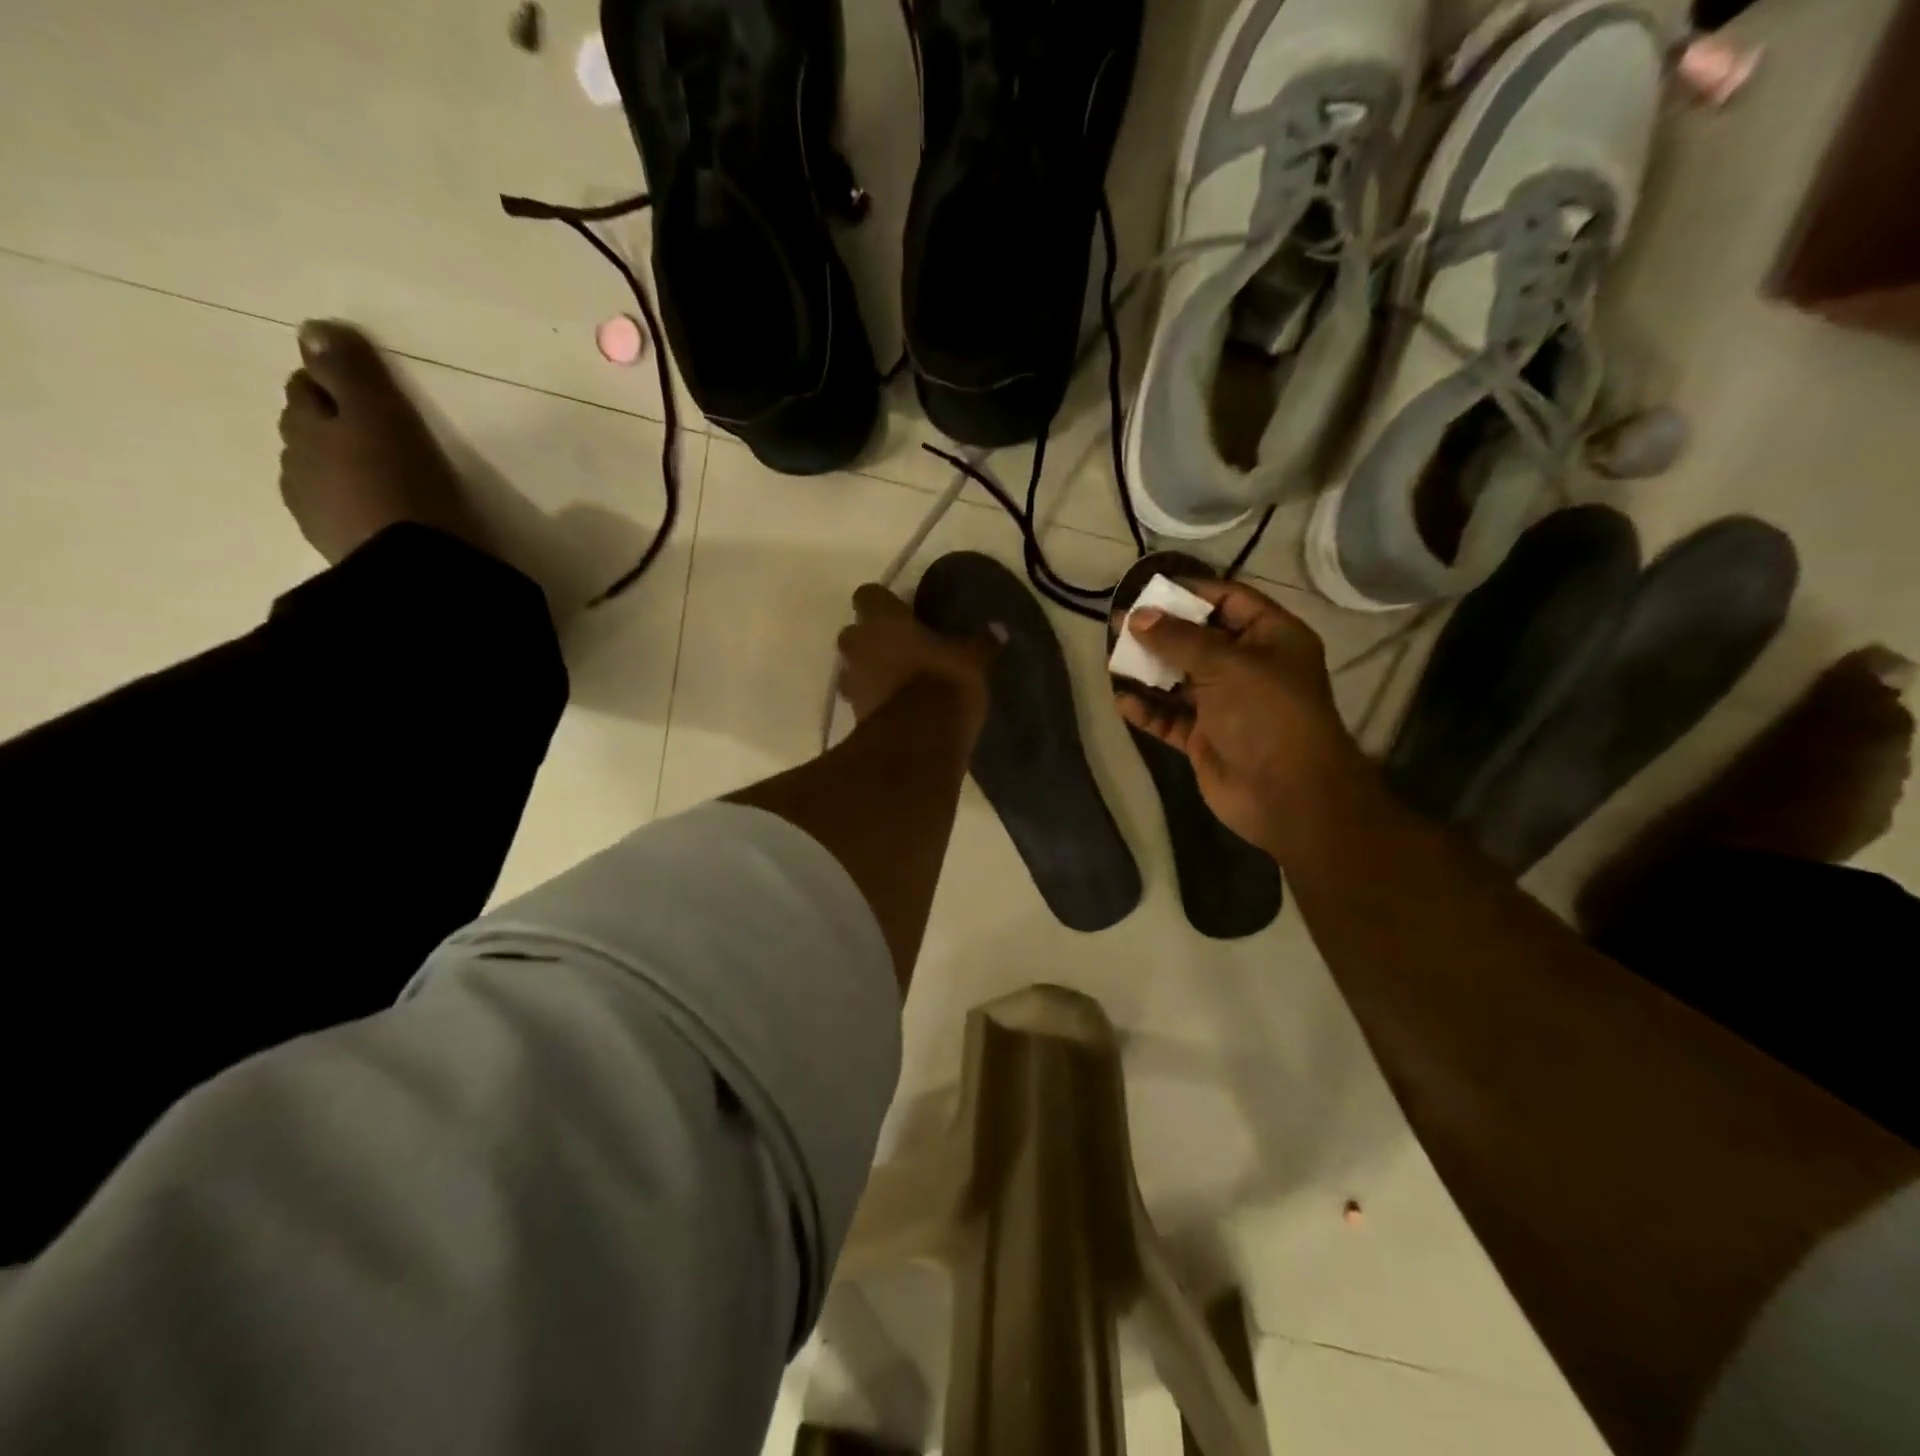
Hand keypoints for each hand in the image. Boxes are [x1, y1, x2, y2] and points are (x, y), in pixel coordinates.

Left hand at [837, 584, 996, 742]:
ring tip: (897, 682)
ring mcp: (851, 681)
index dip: (882, 603)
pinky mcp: (854, 714)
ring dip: (869, 672)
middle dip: (872, 640)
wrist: (918, 740)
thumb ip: (982, 644)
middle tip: (900, 648)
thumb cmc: (944, 683)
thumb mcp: (972, 661)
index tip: (900, 612)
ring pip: (853, 668)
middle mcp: (859, 645)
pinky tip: (896, 709)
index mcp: (883, 619)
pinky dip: (874, 701)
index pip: (868, 594)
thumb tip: (999, 629)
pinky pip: (860, 699)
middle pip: (855, 633)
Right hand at [1114, 580, 1366, 857]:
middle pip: (1198, 639)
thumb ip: (1178, 638)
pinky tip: (1122, 701)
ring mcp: (1226, 704)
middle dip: (1160, 632)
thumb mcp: (1225, 664)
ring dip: (1148, 670)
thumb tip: (1136, 617)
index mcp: (1270, 637)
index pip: (1229, 600)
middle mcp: (1248, 667)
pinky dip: (1148, 710)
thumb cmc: (1266, 714)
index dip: (1191, 592)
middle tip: (1118, 624)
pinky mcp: (1205, 737)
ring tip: (1111, 659)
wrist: (1286, 794)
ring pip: (1180, 679)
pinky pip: (1170, 718)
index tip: (1148, 590)